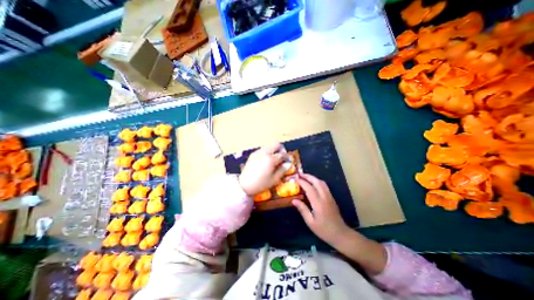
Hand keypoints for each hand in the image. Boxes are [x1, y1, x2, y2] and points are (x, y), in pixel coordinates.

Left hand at [237, 143, 287, 195]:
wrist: (244, 185)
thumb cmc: (261, 184)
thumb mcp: (274, 180)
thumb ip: (282, 170)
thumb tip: (287, 164)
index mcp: (271, 159)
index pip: (282, 154)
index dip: (286, 157)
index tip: (287, 161)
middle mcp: (264, 153)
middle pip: (276, 144)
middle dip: (281, 149)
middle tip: (281, 157)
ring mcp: (257, 152)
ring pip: (269, 146)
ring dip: (273, 150)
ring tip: (273, 160)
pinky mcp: (253, 154)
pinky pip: (262, 149)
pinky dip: (267, 152)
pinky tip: (265, 161)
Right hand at [290, 173, 353, 245]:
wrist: (341, 234)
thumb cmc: (324, 230)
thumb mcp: (310, 222)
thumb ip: (302, 209)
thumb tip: (293, 200)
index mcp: (318, 203)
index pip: (309, 188)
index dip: (302, 182)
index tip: (295, 178)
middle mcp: (325, 197)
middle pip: (317, 182)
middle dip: (308, 176)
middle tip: (299, 174)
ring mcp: (329, 197)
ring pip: (322, 182)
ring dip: (313, 178)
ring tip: (305, 177)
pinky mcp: (332, 198)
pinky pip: (324, 186)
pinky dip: (317, 181)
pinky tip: (313, 183)